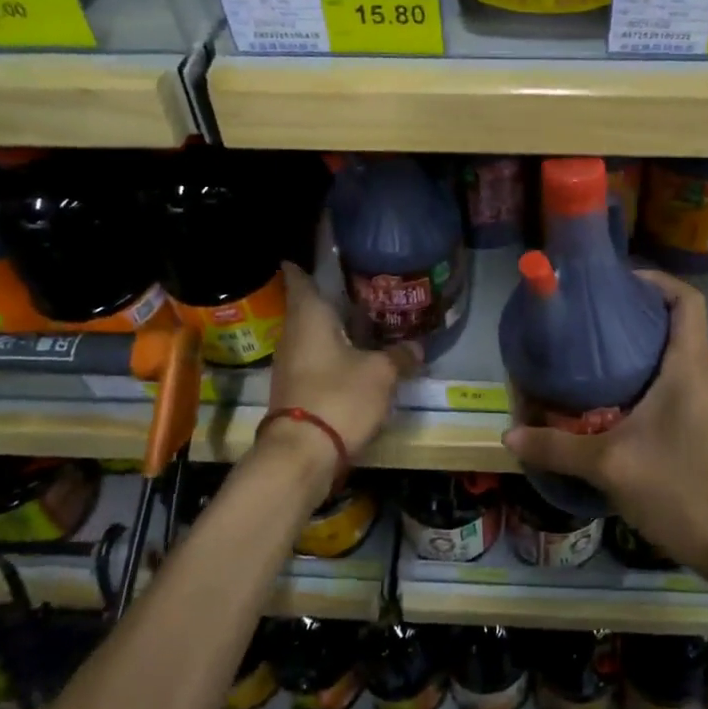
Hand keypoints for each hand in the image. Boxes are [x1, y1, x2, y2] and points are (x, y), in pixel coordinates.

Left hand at [267, 262, 420, 463]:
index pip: (299, 277)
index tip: (318, 254)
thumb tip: (416, 346)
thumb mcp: (381, 374)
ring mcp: (290, 362)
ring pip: (313, 334)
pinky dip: (333, 352)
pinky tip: (355, 356)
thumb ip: (400, 356)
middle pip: (308, 306)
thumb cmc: (339, 396)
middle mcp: (293, 333)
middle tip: (361, 287)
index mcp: (309, 316)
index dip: (304, 263)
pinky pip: (315, 358)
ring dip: (334, 328)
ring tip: (365, 320)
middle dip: (331, 297)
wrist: (302, 454)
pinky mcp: (295, 388)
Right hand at [502, 270, 707, 579]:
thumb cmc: (680, 488)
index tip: (617, 283)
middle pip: (677, 322)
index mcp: (690, 365)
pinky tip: (612, 400)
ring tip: (593, 354)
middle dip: (637, 313)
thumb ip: (557, 447)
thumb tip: (510, 434)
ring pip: (677, 354)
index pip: (687, 299)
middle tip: (589, 319)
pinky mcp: (705, 425)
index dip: (656, 281)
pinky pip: (677, 382)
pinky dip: (648, 377)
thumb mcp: (610, 465)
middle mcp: (705, 373)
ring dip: (641, 348)